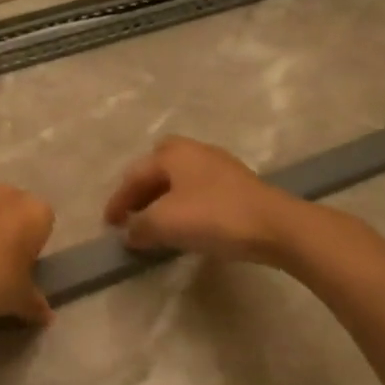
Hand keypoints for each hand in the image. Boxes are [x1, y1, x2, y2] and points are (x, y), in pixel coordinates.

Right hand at [104, 136, 296, 263]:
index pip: (134, 176)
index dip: (118, 201)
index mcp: (172, 154)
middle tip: (131, 213)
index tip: (108, 225)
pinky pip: (197, 191)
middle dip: (141, 190)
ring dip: (162, 199)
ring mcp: (218, 166)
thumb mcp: (164, 223)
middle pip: (157, 168)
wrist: (275, 226)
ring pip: (178, 180)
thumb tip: (130, 233)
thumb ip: (138, 226)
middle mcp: (194, 151)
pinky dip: (183, 205)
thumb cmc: (213, 216)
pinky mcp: (237, 185)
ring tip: (154, 223)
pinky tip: (184, 224)